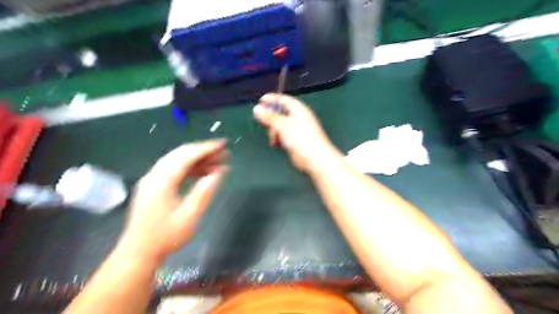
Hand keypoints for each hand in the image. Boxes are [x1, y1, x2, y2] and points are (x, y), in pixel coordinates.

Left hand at [117, 140, 229, 261]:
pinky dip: (190, 168)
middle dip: (204, 151)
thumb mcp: (190, 216)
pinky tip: (203, 172)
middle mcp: (155, 175)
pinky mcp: (153, 186)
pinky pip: (174, 169)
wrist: (138, 253)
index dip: (207, 148)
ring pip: (177, 160)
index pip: (187, 156)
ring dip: (198, 159)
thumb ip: (204, 192)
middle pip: (181, 154)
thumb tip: (219, 172)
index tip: (223, 145)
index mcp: (162, 181)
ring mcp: (152, 180)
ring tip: (218, 163)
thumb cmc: (166, 237)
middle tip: (223, 153)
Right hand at [253, 94, 340, 172]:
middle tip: (264, 124)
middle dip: (271, 119)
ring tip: (273, 139)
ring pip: (281, 126)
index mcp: (299, 109)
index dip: (272, 98)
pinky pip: (284, 136)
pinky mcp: (296, 141)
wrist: (315, 158)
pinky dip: (278, 139)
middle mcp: (299, 118)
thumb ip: (269, 117)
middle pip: (281, 113)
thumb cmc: (300, 138)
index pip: (283, 99)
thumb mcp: (283, 125)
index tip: (260, 100)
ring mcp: (298, 130)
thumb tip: (256, 108)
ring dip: (274, 131)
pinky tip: (275, 144)